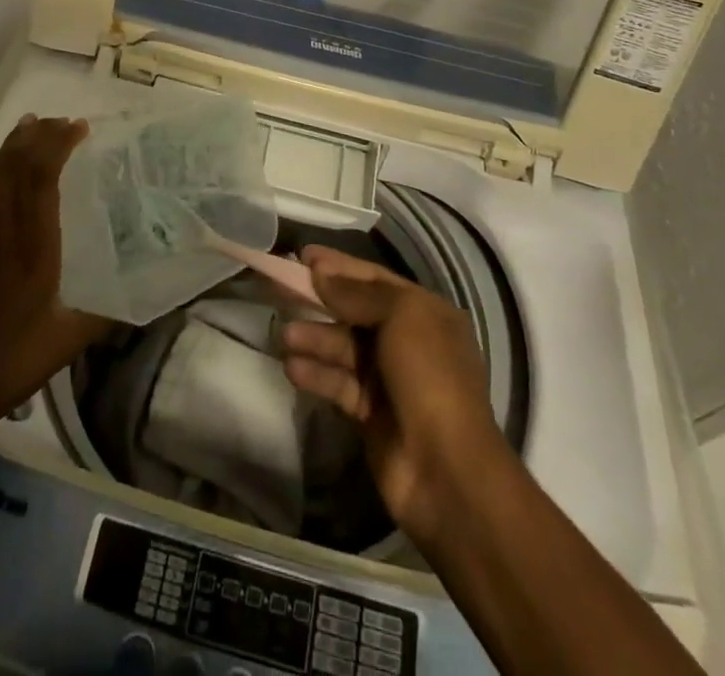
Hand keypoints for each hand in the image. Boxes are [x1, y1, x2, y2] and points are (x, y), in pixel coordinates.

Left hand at [0, 116, 109, 438]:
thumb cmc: (7, 365)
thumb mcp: (67, 342)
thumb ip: (107, 314)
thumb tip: (147, 298)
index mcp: (30, 245)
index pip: (41, 175)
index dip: (58, 143)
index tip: (79, 127)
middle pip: (14, 164)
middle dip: (39, 135)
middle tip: (63, 122)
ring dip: (13, 146)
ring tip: (33, 127)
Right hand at [280, 245, 507, 545]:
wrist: (446, 469)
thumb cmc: (429, 375)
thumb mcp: (401, 317)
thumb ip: (357, 293)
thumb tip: (320, 272)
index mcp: (425, 312)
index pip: (375, 280)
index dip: (339, 266)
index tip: (303, 255)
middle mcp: (408, 340)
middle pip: (354, 311)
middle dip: (319, 301)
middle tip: (279, 288)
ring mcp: (388, 378)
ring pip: (343, 347)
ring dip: (314, 339)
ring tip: (284, 338)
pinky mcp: (369, 412)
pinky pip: (338, 382)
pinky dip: (317, 374)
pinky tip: (293, 369)